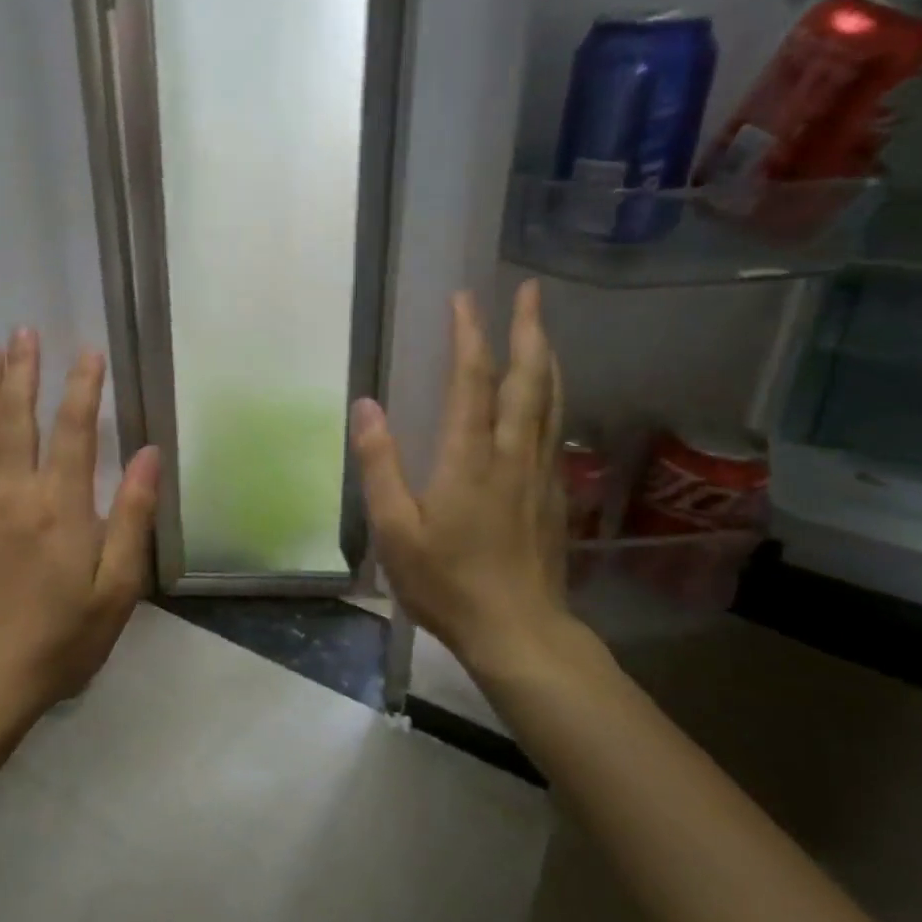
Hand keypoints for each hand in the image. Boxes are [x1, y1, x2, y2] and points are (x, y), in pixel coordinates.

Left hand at [0, 328, 160, 716]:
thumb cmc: (63, 638)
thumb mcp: (118, 588)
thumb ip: (132, 517)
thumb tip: (148, 454)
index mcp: (60, 507)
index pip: (72, 429)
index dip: (82, 386)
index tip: (88, 351)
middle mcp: (11, 493)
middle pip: (14, 417)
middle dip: (21, 369)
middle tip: (22, 331)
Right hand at [349, 281, 569, 671]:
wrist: (518, 631)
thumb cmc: (446, 583)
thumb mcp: (395, 530)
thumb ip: (380, 465)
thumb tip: (365, 406)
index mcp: (470, 459)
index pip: (472, 382)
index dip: (470, 336)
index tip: (465, 299)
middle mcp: (512, 454)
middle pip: (528, 379)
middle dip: (529, 330)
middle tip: (531, 290)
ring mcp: (539, 473)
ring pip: (551, 400)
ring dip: (547, 356)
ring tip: (543, 327)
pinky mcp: (552, 493)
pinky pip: (555, 427)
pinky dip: (552, 395)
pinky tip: (547, 395)